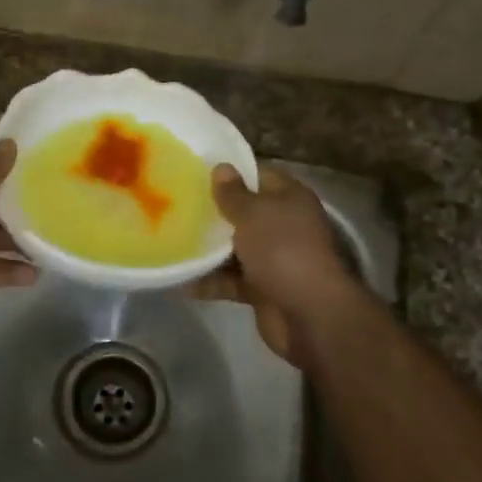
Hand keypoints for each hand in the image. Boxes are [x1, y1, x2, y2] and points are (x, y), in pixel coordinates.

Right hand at [191, 163, 363, 363]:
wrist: (309, 313)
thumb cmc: (282, 249)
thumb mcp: (253, 213)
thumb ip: (233, 193)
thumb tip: (221, 167)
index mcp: (289, 198)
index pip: (258, 175)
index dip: (231, 172)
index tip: (196, 171)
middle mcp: (284, 225)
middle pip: (244, 212)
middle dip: (214, 211)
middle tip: (176, 205)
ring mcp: (274, 258)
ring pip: (235, 248)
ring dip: (209, 249)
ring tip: (172, 241)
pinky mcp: (263, 288)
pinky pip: (232, 280)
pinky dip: (211, 281)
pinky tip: (183, 280)